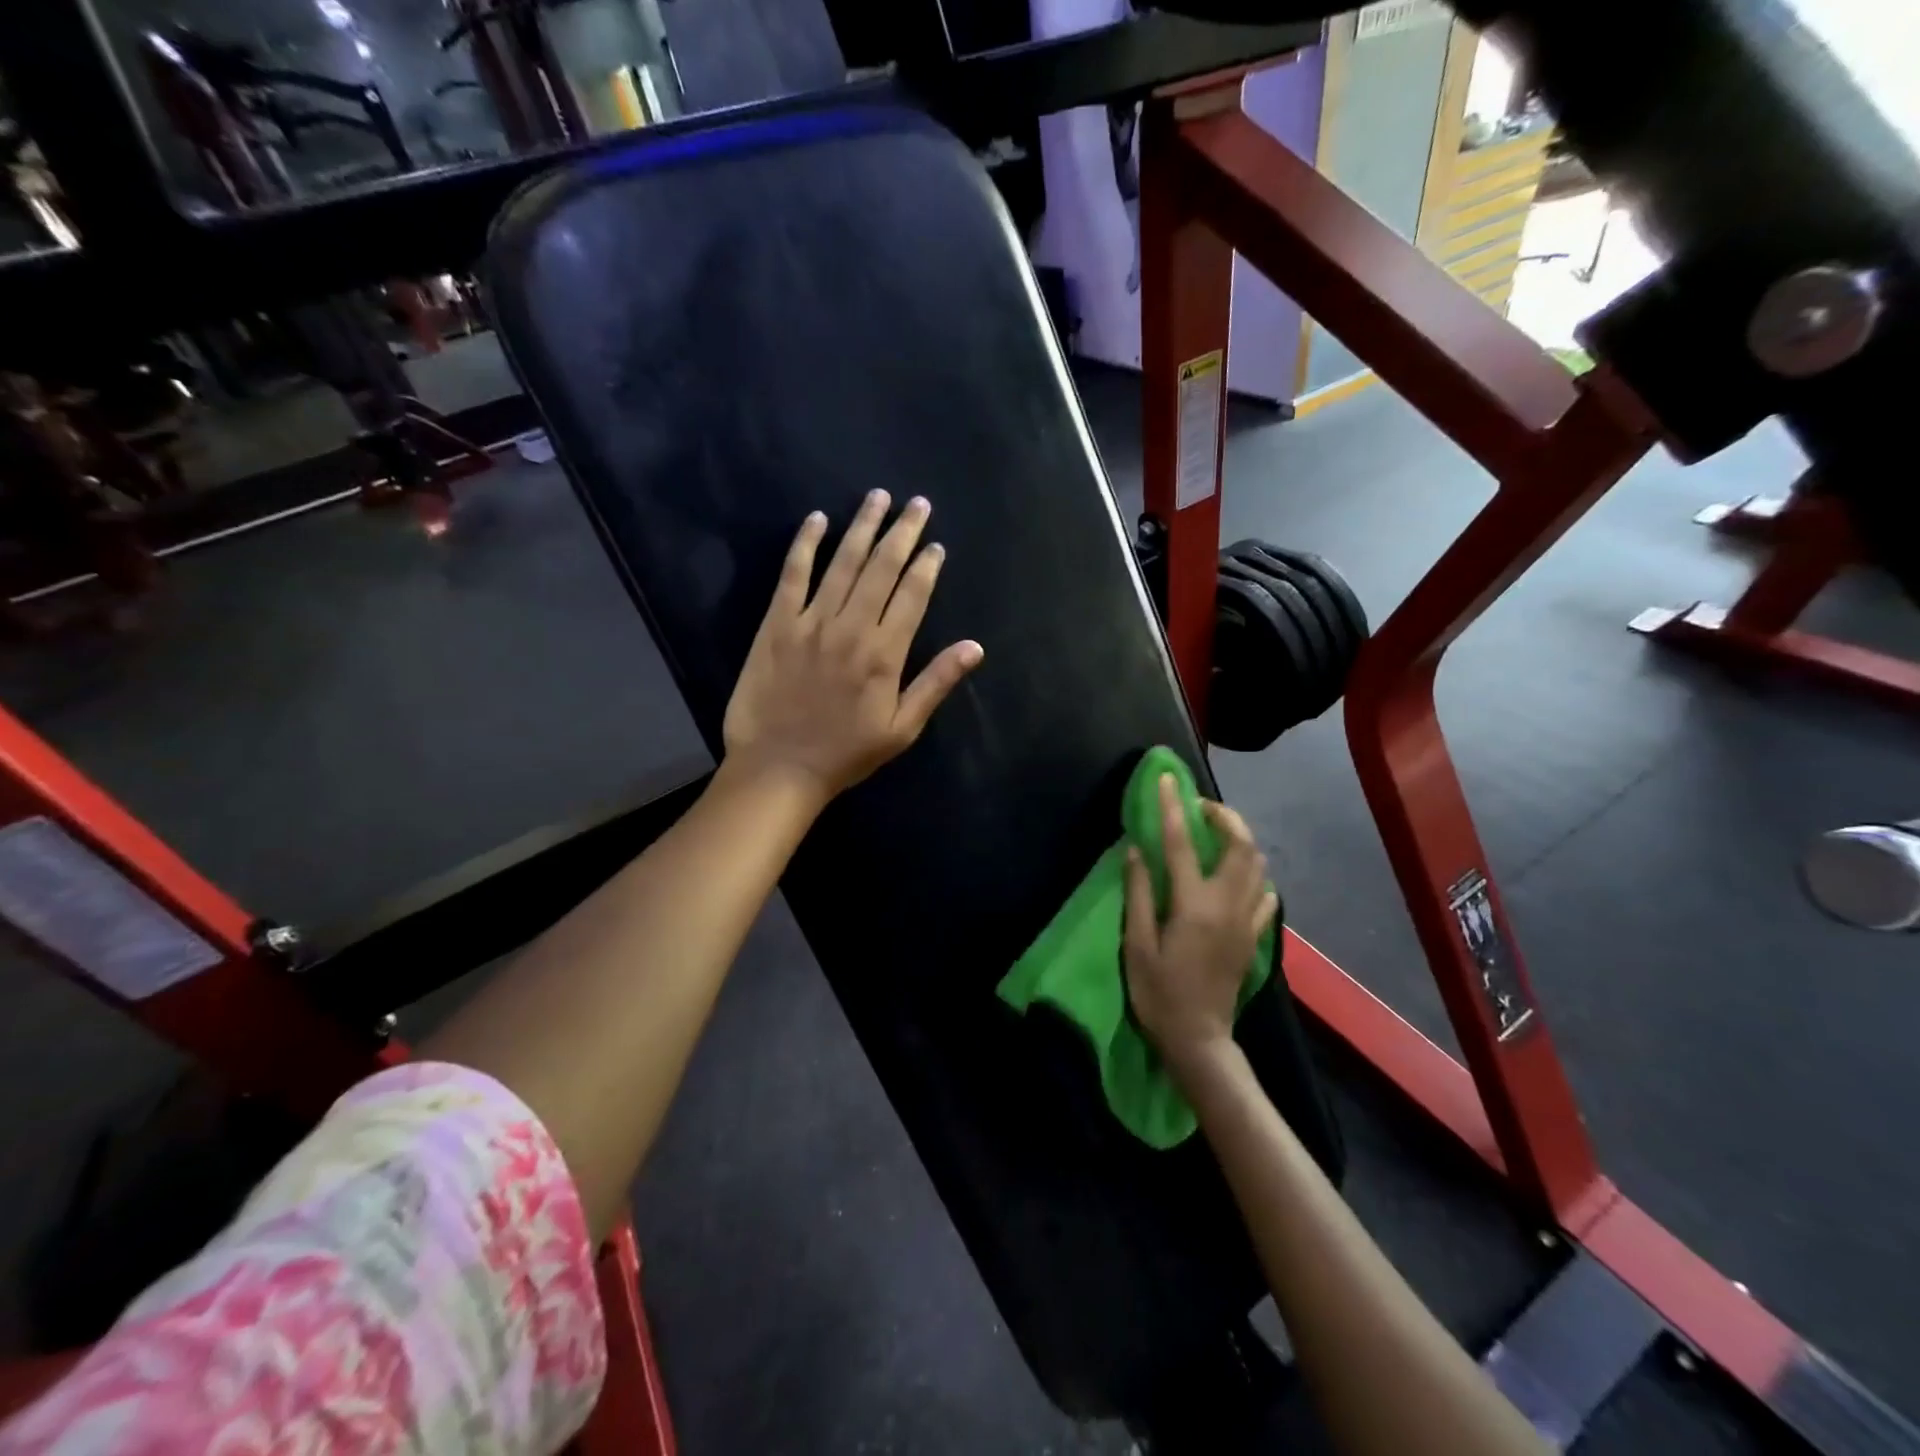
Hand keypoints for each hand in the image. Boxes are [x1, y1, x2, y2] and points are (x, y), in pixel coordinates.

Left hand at [722, 490, 983, 805]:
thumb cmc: (846, 753)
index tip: (936, 544)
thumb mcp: (901, 728)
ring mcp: (811, 622)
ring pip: (843, 563)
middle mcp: (851, 627)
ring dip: (863, 527)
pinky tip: (817, 520)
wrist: (779, 768)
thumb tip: (974, 647)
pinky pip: (792, 575)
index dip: (926, 566)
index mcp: (885, 653)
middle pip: (882, 568)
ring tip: (878, 497)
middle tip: (916, 503)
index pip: (912, 595)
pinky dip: (805, 545)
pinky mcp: (776, 624)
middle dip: (902, 532)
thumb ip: (936, 683)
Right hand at [1124, 774, 1277, 1070]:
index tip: (1167, 779)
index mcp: (1193, 904)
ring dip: (1240, 840)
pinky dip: (1252, 875)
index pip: (1182, 842)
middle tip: (1199, 807)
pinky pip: (1263, 895)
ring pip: (1257, 865)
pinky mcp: (1252, 936)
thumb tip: (1137, 850)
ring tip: (1214, 835)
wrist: (1199, 1040)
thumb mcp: (1136, 945)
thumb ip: (1138, 894)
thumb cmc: (1159, 993)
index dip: (1173, 806)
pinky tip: (1235, 878)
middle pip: (1241, 845)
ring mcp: (1246, 920)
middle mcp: (1227, 904)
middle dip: (1224, 816)